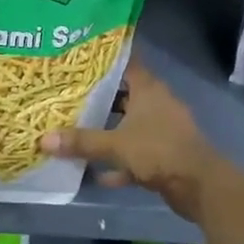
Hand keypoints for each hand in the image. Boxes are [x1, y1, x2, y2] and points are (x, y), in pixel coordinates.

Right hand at [39, 59, 239, 224]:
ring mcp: (163, 129)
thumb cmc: (158, 150)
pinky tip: (98, 175)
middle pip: (124, 94)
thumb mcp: (116, 144)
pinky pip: (137, 153)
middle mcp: (157, 103)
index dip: (105, 60)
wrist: (200, 186)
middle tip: (70, 94)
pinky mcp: (166, 154)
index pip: (126, 63)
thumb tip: (43, 139)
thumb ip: (82, 141)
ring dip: (109, 131)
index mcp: (148, 89)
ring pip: (130, 124)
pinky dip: (120, 162)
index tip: (81, 58)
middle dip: (99, 97)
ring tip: (78, 131)